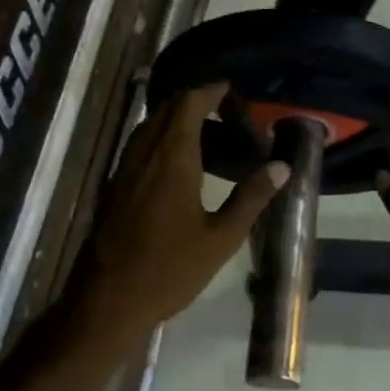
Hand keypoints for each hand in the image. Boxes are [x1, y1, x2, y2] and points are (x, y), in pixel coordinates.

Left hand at [66, 82, 287, 345]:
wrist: (108, 301)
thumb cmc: (170, 270)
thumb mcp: (221, 238)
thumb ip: (251, 198)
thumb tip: (282, 166)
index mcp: (172, 159)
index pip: (188, 103)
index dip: (209, 90)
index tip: (232, 89)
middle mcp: (144, 154)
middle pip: (166, 109)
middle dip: (194, 101)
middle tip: (226, 111)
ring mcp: (123, 170)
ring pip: (149, 127)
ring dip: (175, 119)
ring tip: (208, 134)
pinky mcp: (114, 187)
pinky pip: (139, 146)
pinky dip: (161, 139)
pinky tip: (179, 164)